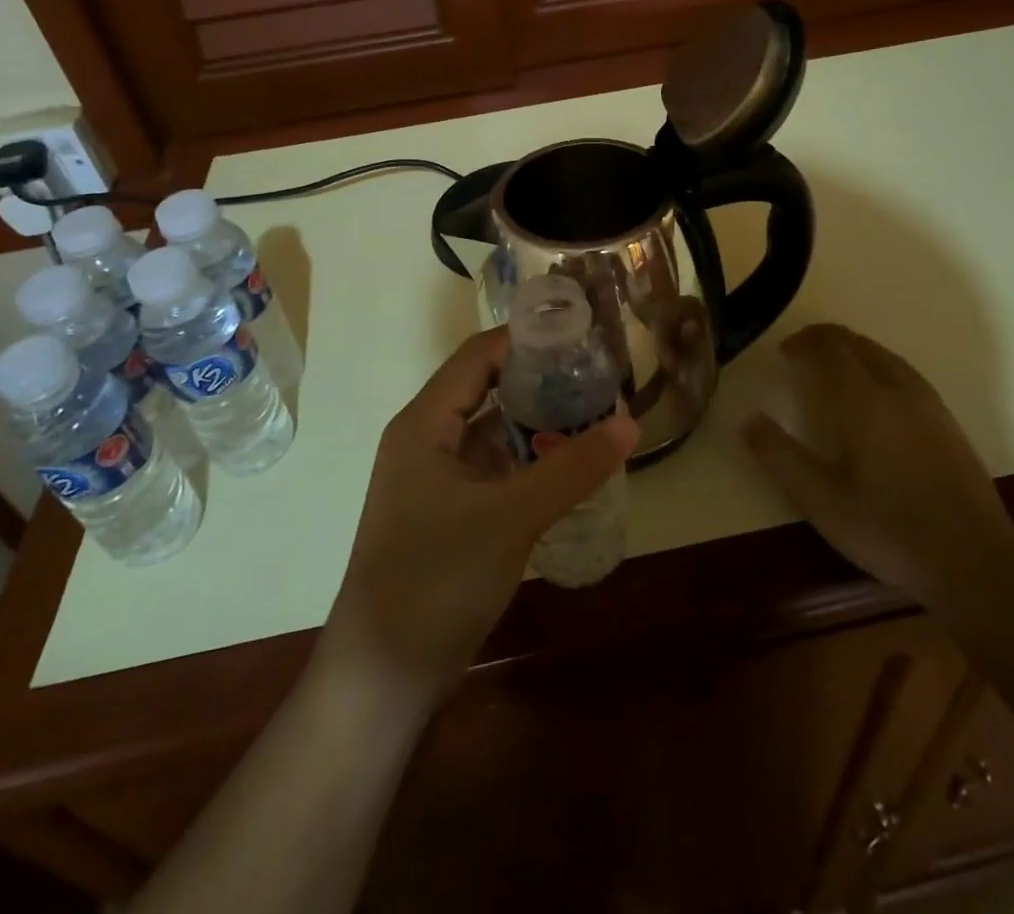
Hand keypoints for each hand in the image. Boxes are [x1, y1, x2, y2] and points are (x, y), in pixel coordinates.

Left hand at [320, 329, 638, 707]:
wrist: (383, 679)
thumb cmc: (436, 581)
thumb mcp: (509, 518)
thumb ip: (570, 469)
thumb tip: (630, 424)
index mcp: (424, 424)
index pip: (478, 357)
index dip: (526, 339)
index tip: (580, 334)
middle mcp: (428, 440)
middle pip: (489, 390)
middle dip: (542, 381)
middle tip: (599, 376)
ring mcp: (439, 479)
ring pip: (496, 432)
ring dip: (540, 424)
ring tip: (598, 415)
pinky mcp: (452, 513)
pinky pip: (497, 469)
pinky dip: (532, 462)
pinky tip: (573, 466)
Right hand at [743, 324, 1013, 615]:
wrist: (975, 566)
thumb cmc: (888, 531)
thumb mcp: (820, 500)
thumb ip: (779, 455)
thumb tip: (746, 418)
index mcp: (866, 402)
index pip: (832, 350)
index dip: (805, 343)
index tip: (783, 351)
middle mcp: (899, 392)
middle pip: (861, 346)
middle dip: (828, 340)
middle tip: (802, 350)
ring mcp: (930, 407)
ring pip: (887, 357)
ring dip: (856, 349)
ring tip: (834, 362)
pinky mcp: (950, 425)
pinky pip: (906, 374)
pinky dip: (880, 365)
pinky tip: (877, 391)